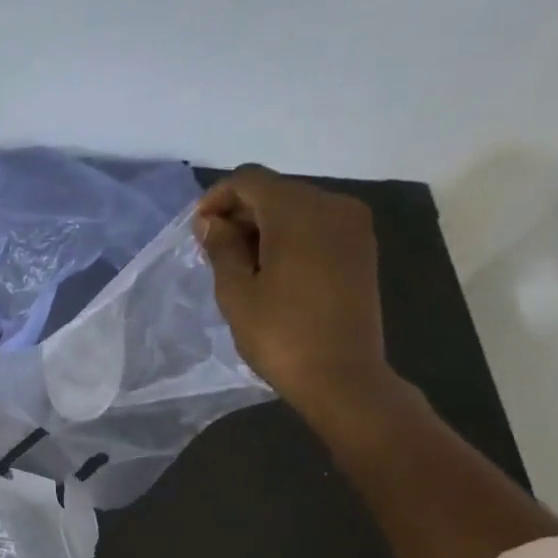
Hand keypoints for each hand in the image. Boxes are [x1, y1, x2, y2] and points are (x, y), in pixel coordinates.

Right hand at [195, 165, 397, 419]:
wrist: (342, 376)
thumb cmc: (281, 336)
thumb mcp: (237, 293)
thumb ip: (221, 248)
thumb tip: (210, 222)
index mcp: (299, 212)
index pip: (250, 181)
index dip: (217, 198)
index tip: (196, 231)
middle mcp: (332, 206)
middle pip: (276, 191)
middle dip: (240, 213)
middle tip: (212, 251)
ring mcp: (353, 227)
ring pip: (297, 208)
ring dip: (263, 226)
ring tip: (239, 264)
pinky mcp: (360, 249)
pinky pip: (317, 226)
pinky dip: (289, 236)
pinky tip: (271, 269)